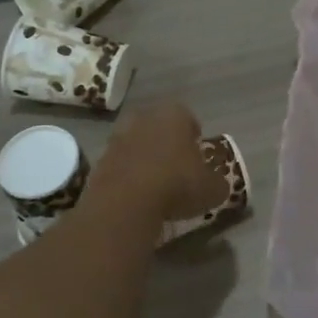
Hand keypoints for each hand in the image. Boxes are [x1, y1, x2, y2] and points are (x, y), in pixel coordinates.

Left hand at [85, 101, 226, 224]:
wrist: (125, 203)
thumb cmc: (177, 184)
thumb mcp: (212, 189)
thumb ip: (218, 183)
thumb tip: (218, 185)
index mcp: (174, 114)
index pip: (189, 119)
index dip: (195, 138)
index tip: (198, 158)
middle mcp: (144, 118)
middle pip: (159, 128)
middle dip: (167, 144)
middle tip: (177, 169)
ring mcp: (118, 137)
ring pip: (137, 144)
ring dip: (145, 159)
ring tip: (155, 186)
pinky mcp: (99, 160)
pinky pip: (120, 165)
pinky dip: (128, 176)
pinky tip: (136, 197)